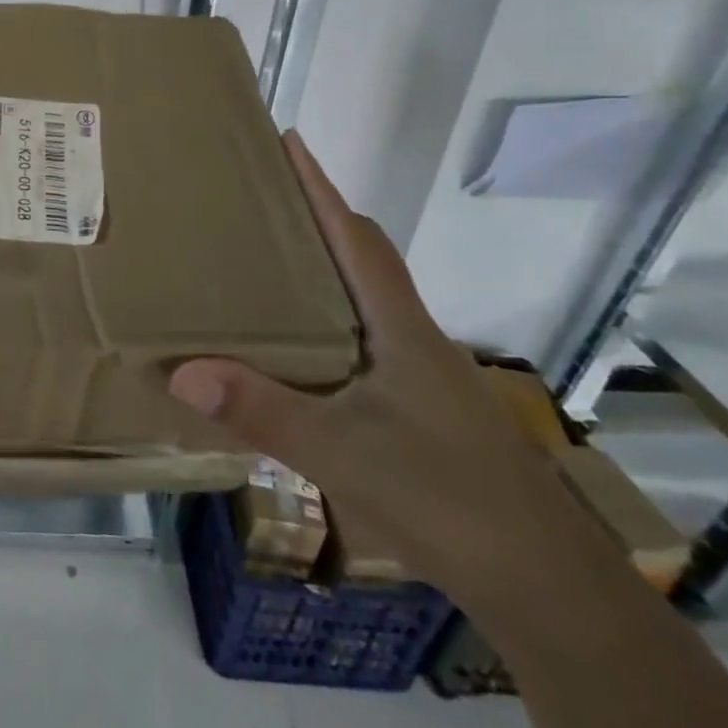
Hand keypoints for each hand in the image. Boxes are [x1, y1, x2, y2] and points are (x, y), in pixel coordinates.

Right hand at [167, 132, 565, 594]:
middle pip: (364, 257)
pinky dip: (328, 320)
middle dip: (319, 219)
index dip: (320, 187)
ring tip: (266, 264)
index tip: (289, 141)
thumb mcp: (341, 453)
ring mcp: (423, 375)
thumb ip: (261, 411)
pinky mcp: (422, 407)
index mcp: (399, 328)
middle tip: (260, 202)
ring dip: (323, 269)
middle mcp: (413, 337)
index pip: (355, 237)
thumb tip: (180, 372)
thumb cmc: (446, 498)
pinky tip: (298, 351)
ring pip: (366, 299)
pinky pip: (364, 338)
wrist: (547, 586)